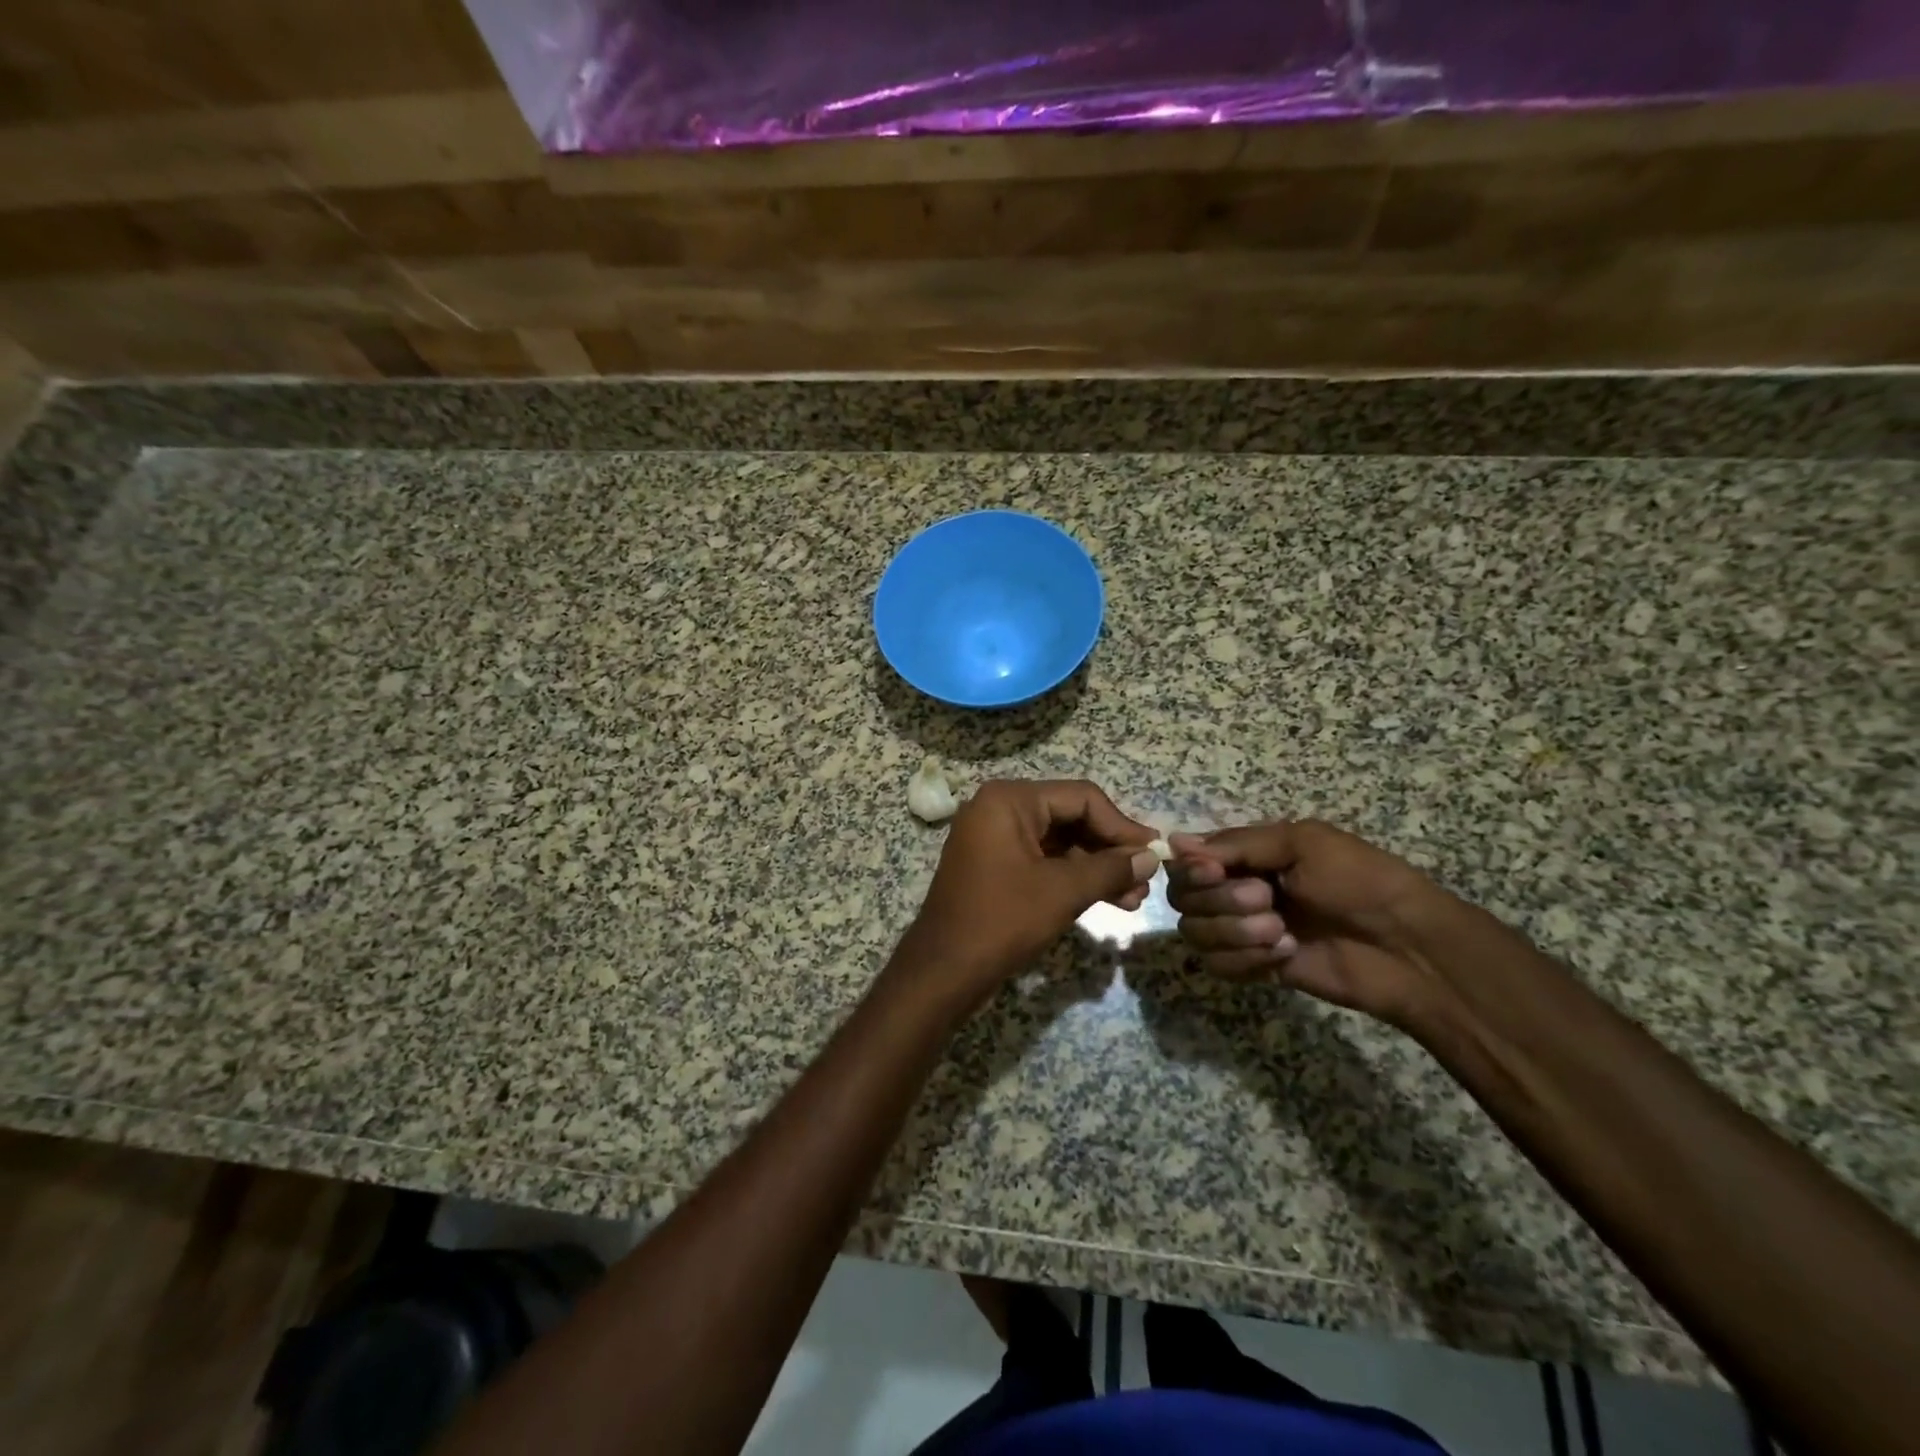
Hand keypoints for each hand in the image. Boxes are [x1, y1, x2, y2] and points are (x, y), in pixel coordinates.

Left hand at [896, 780, 1158, 1008]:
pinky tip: (1107, 899)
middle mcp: (1000, 809)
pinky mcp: (996, 865)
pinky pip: (1043, 860)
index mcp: (1010, 800)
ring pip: (1060, 842)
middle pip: (1071, 817)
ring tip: (1133, 898)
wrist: (943, 971)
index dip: (1121, 826)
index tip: (1154, 853)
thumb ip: (1110, 869)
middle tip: (1145, 880)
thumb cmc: (1002, 921)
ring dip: (1096, 868)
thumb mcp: (1063, 891)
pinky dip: (1073, 878)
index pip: (1081, 798)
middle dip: (1110, 850)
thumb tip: (1151, 856)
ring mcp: (995, 838)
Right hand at [1166, 820, 1446, 1025]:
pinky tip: (1286, 954)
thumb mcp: (1301, 843)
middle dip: (1221, 901)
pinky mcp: (1253, 967)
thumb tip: (1173, 842)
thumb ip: (1236, 843)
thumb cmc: (1358, 881)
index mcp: (1246, 855)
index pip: (1186, 861)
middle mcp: (1234, 889)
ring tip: (1281, 932)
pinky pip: (1217, 965)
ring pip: (1195, 933)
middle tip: (1268, 901)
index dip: (1192, 870)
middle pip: (1183, 898)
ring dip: (1235, 932)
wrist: (1405, 947)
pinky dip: (1246, 960)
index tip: (1215, 872)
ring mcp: (1242, 931)